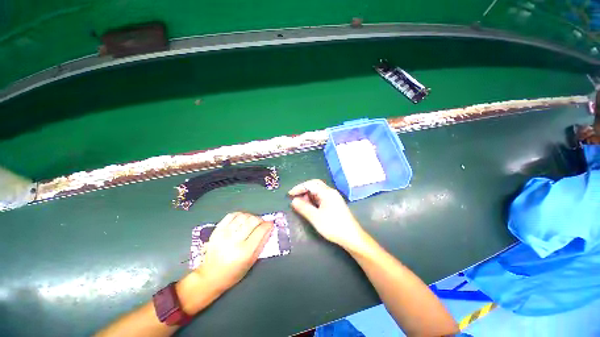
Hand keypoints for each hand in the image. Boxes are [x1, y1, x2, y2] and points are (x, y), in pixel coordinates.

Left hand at [195, 212, 273, 292]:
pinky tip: (242, 219)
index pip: (260, 231)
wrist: (209, 276)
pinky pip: (231, 215)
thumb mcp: (251, 262)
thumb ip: (262, 243)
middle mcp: (234, 241)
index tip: (270, 224)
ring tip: (252, 222)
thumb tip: (269, 228)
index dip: (268, 225)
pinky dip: (240, 214)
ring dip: (251, 217)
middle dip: (260, 220)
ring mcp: (224, 234)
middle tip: (262, 223)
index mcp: (244, 252)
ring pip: (243, 216)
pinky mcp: (217, 230)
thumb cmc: (233, 273)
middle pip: (252, 221)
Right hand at [289, 179, 366, 250]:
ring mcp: (334, 198)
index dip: (299, 188)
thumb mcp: (315, 217)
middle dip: (304, 190)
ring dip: (309, 195)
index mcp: (327, 192)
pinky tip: (310, 207)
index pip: (310, 184)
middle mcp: (331, 192)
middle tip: (296, 198)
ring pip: (318, 191)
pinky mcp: (335, 204)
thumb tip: (293, 200)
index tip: (290, 194)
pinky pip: (322, 197)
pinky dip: (314, 200)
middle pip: (315, 185)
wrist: (352, 237)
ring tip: (301, 204)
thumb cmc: (333, 226)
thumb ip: (303, 207)